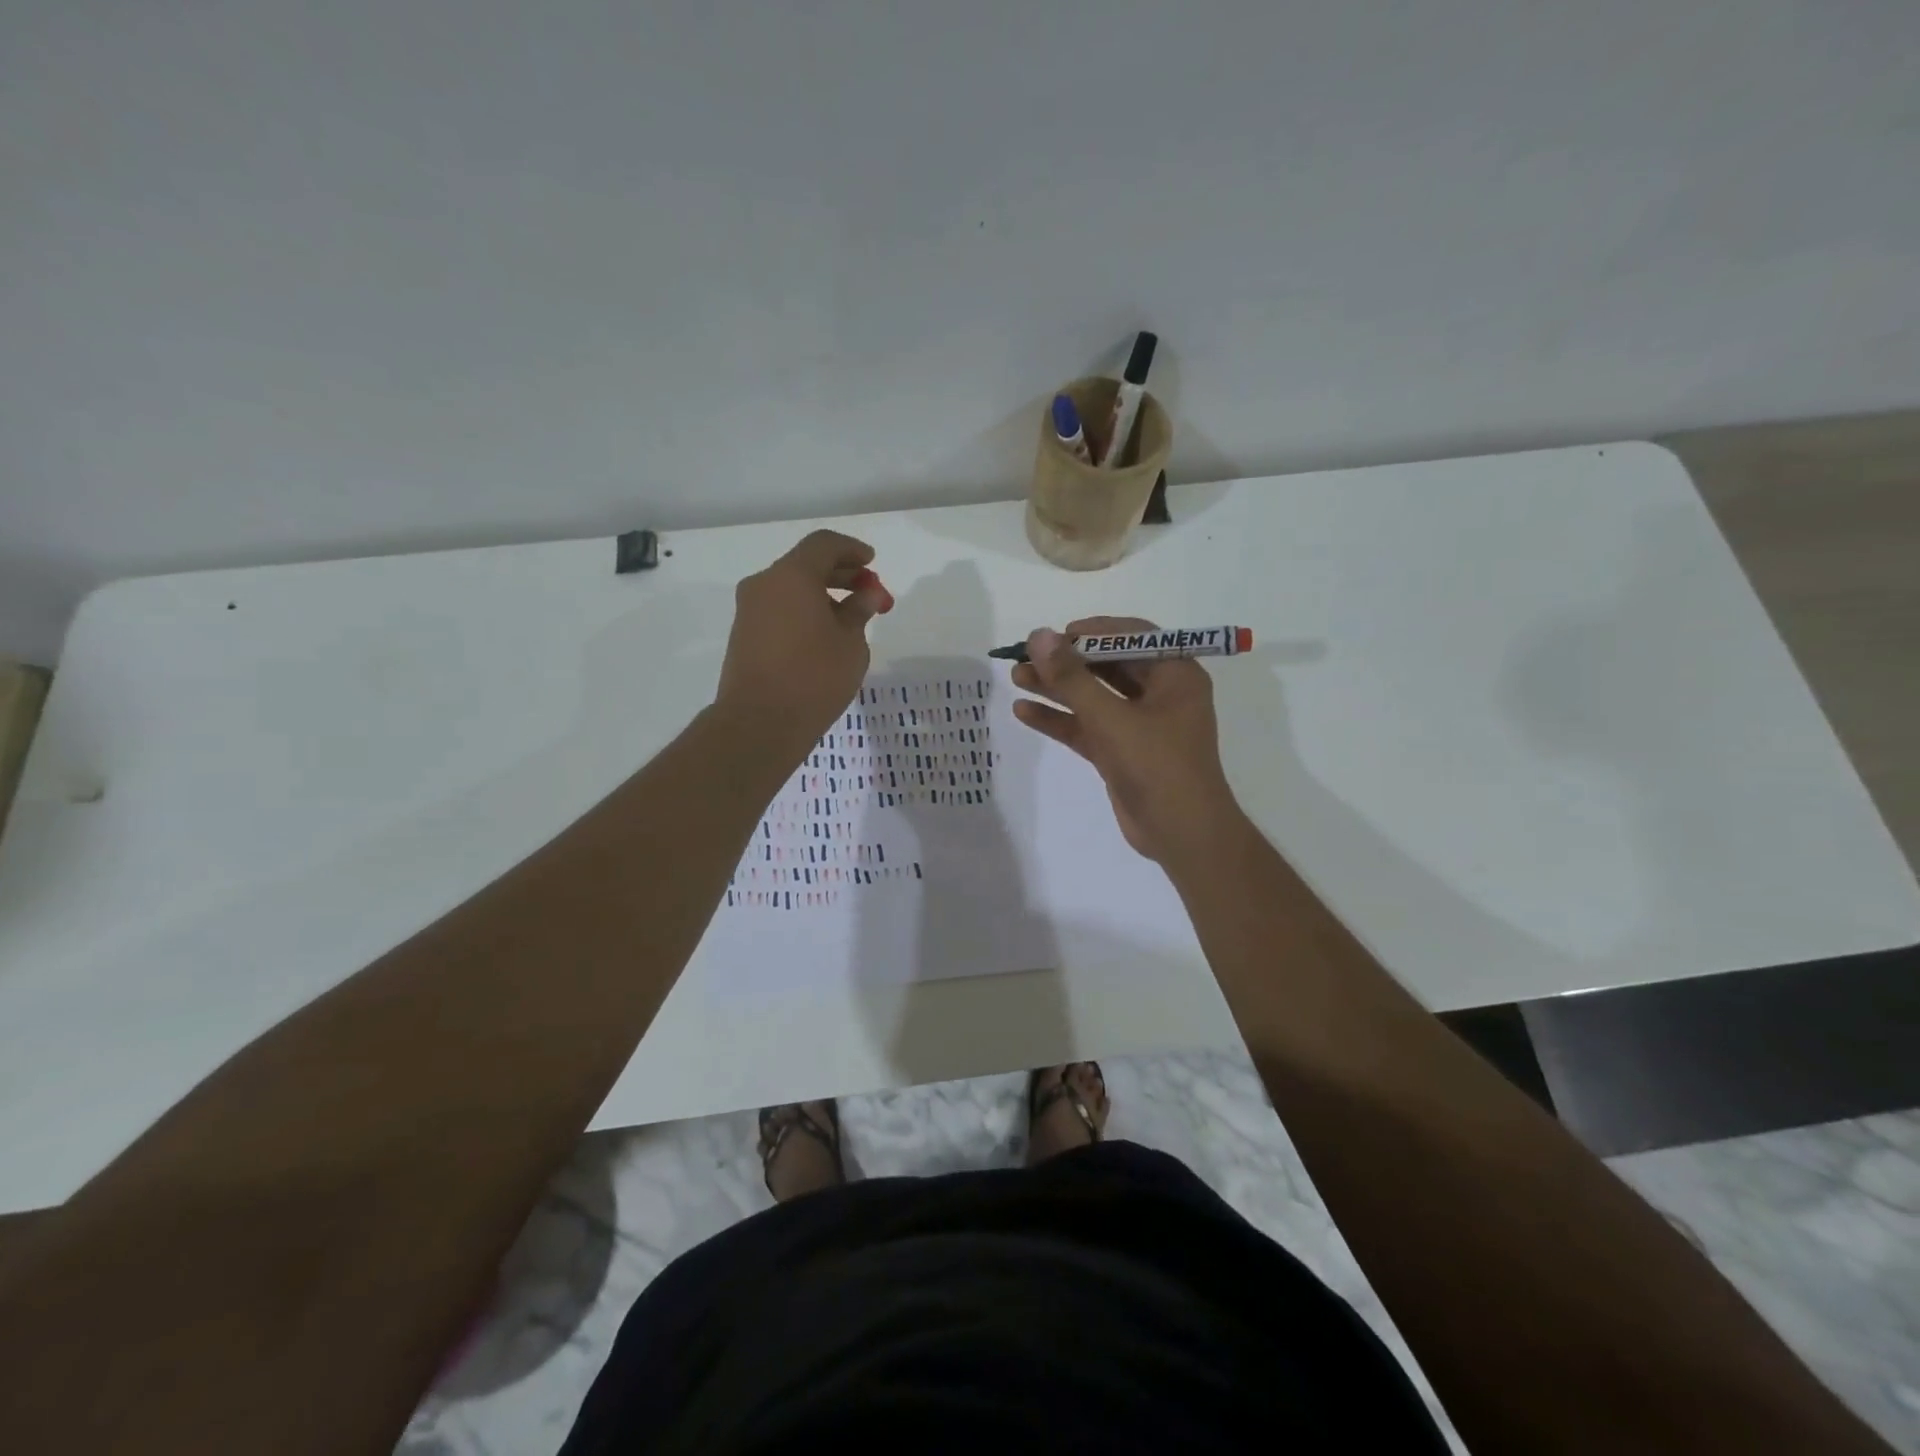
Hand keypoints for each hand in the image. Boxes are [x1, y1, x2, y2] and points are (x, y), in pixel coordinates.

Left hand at [714, 530, 892, 757]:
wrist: (759, 723)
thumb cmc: (814, 677)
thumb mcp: (851, 643)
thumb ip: (859, 611)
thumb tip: (865, 595)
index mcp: (792, 576)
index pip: (824, 544)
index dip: (853, 550)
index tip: (873, 564)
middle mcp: (764, 584)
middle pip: (806, 564)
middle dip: (841, 574)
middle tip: (869, 593)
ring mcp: (749, 610)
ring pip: (791, 588)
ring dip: (822, 595)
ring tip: (851, 619)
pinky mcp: (744, 635)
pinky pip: (779, 609)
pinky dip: (804, 611)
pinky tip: (825, 635)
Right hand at [1012, 617, 1242, 862]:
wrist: (1182, 835)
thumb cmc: (1158, 766)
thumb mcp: (1112, 718)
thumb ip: (1072, 678)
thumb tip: (1038, 636)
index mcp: (1174, 675)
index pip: (1131, 637)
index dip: (1091, 632)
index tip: (1054, 636)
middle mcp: (1159, 694)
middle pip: (1106, 666)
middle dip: (1065, 661)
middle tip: (1024, 656)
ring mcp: (1139, 725)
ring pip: (1092, 696)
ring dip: (1056, 688)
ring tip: (1015, 677)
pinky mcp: (1121, 752)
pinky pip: (1087, 726)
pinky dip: (1059, 719)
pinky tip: (1024, 712)